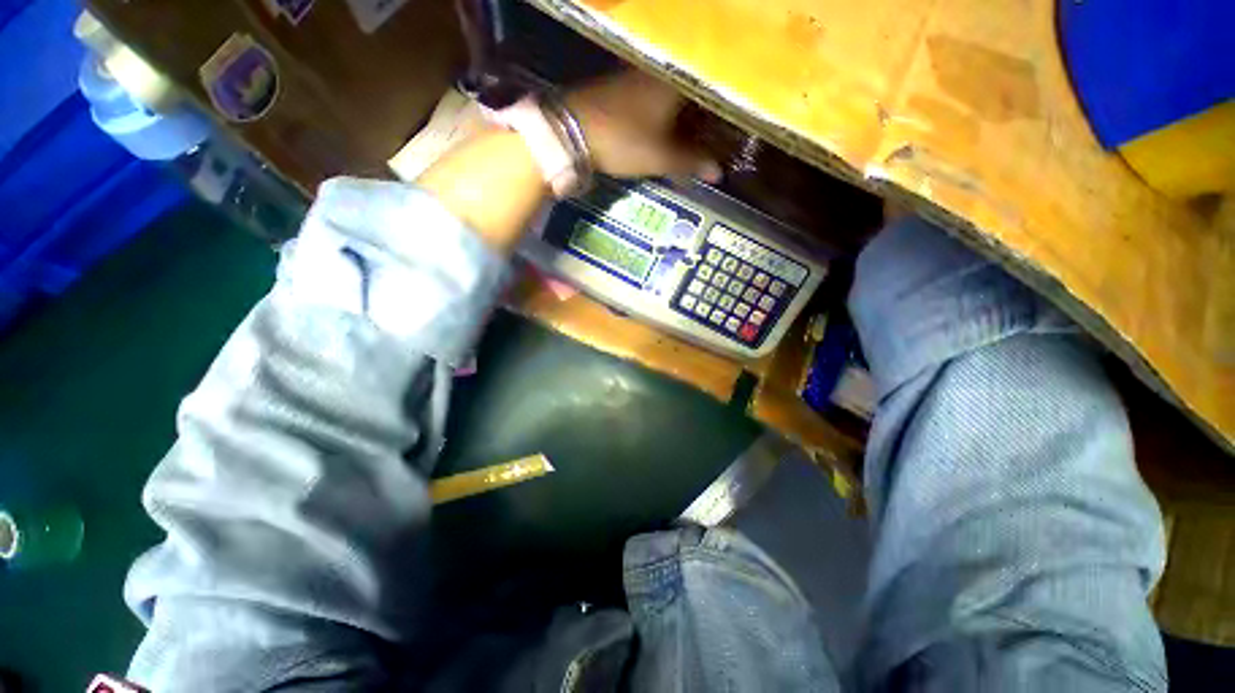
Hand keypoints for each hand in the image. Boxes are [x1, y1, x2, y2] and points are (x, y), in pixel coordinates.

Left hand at [566, 71, 721, 182]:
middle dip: (696, 118)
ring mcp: (633, 78)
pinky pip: (647, 98)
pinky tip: (656, 131)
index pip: (706, 92)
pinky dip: (657, 115)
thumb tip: (718, 172)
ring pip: (666, 96)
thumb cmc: (623, 141)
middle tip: (703, 141)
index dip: (716, 114)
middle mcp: (657, 74)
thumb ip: (690, 163)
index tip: (721, 133)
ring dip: (676, 117)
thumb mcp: (659, 157)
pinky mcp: (616, 88)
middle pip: (686, 94)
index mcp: (674, 85)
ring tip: (683, 140)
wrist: (571, 130)